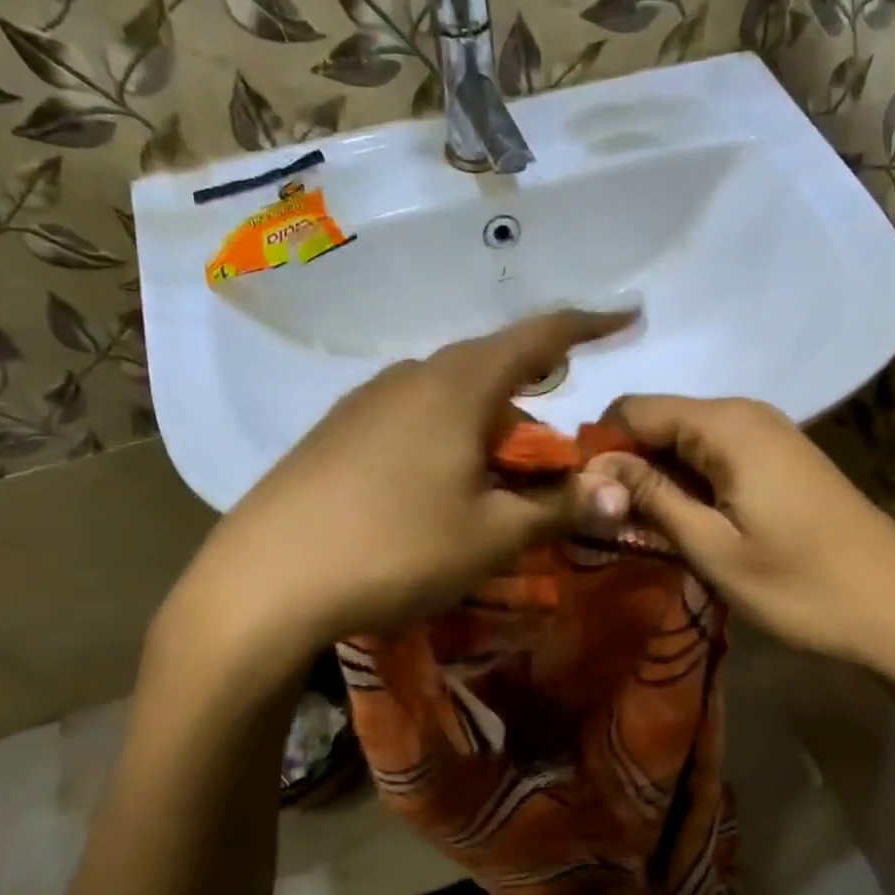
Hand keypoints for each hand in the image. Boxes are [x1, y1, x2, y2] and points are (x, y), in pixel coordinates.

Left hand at [152, 310, 634, 681]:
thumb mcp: (492, 536)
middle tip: (559, 431)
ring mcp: (367, 400)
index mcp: (459, 386)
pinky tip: (440, 478)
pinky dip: (447, 432)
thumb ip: (559, 508)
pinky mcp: (337, 430)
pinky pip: (412, 414)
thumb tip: (621, 492)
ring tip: (502, 465)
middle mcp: (412, 375)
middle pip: (491, 365)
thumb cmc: (397, 548)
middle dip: (536, 387)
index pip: (539, 336)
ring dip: (489, 418)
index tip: (625, 316)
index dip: (589, 325)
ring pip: (448, 392)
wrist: (268, 578)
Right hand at [588, 395, 894, 712]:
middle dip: (627, 466)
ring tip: (644, 533)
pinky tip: (688, 526)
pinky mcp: (783, 460)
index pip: (632, 409)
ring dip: (658, 480)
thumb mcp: (713, 548)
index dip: (599, 448)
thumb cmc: (803, 586)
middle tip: (611, 525)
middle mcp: (745, 413)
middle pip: (660, 421)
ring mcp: (770, 434)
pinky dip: (691, 485)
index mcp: (725, 424)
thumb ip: (650, 497)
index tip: (583, 499)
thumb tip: (592, 466)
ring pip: (686, 441)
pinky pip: (717, 456)